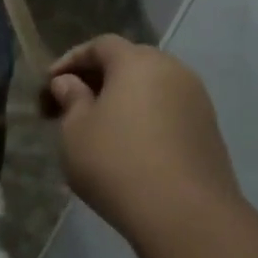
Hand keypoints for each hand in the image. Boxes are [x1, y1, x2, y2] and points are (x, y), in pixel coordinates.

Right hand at [43, 36, 239, 243]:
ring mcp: (196, 100)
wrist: (183, 212)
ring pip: (151, 87)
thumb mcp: (75, 131)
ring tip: (97, 126)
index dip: (71, 59)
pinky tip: (127, 145)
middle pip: (130, 62)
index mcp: (137, 62)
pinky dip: (143, 117)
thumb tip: (70, 83)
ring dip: (122, 99)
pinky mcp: (208, 130)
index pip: (101, 45)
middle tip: (71, 103)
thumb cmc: (115, 162)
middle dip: (98, 78)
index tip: (50, 83)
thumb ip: (71, 99)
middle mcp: (173, 71)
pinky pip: (167, 110)